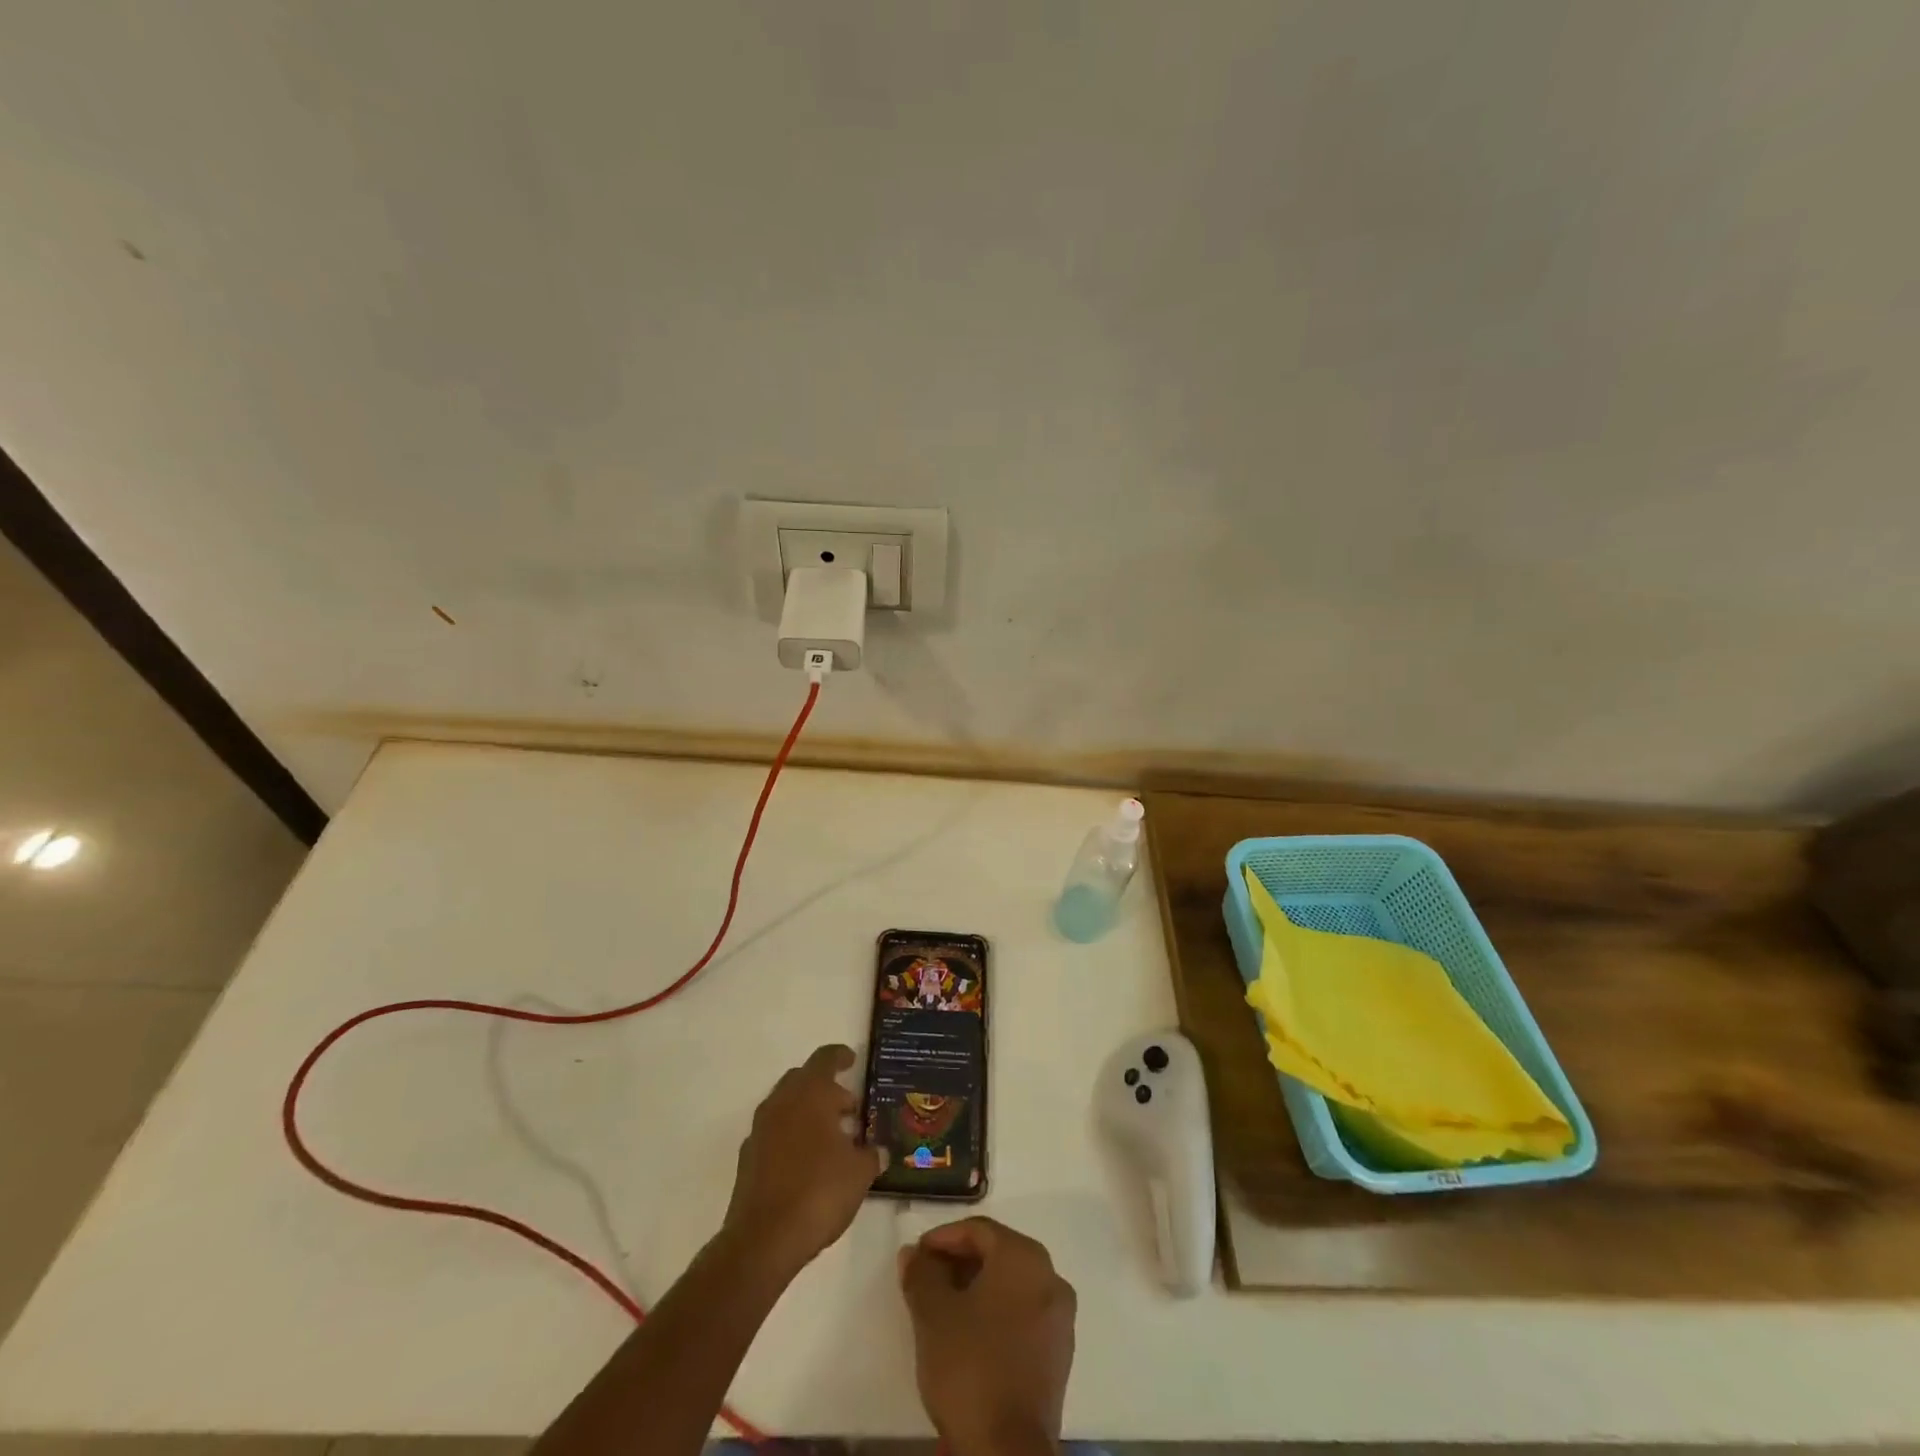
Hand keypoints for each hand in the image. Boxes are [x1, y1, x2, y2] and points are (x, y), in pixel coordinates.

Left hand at [722, 1044, 880, 1275]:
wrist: (762, 1240)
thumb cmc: (819, 1192)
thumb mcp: (859, 1173)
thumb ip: (871, 1155)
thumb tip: (878, 1151)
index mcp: (810, 1093)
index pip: (825, 1058)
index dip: (840, 1056)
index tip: (852, 1060)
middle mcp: (782, 1102)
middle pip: (803, 1079)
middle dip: (826, 1089)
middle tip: (848, 1109)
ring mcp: (760, 1129)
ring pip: (787, 1106)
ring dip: (808, 1113)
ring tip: (832, 1139)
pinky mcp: (748, 1158)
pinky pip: (774, 1133)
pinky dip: (791, 1136)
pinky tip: (807, 1163)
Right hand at [898, 1218, 1076, 1455]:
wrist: (1006, 1453)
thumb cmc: (970, 1367)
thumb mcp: (932, 1314)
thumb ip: (921, 1274)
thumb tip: (914, 1254)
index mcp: (1024, 1256)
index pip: (979, 1230)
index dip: (943, 1238)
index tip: (917, 1256)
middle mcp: (1050, 1276)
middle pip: (998, 1254)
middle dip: (960, 1261)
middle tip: (927, 1279)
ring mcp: (1060, 1318)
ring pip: (1012, 1285)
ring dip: (978, 1287)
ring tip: (944, 1307)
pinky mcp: (1059, 1355)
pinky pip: (1024, 1314)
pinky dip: (997, 1313)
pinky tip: (971, 1334)